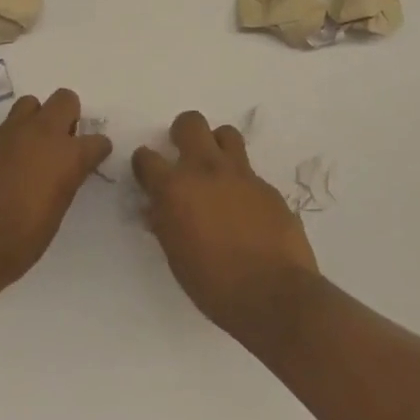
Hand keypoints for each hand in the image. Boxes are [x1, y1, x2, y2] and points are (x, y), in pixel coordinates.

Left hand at [0, 89, 111, 289]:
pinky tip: (3, 166)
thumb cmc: (20, 241)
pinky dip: (10, 140)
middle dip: (68, 116)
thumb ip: (64, 180)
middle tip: (62, 143)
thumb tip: (64, 170)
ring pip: (30, 104)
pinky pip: (4, 128)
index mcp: (66, 156)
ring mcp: (9, 133)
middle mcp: (40, 134)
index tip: (92, 159)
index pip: (97, 140)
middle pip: (65, 99)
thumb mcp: (56, 213)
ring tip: (30, 148)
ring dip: (36, 120)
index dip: (97, 150)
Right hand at [133, 111, 320, 340]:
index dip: (144, 163)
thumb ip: (164, 224)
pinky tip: (244, 206)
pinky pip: (249, 170)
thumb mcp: (176, 258)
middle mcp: (205, 170)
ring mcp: (240, 174)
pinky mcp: (267, 186)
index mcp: (174, 189)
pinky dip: (240, 180)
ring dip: (216, 145)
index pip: (147, 158)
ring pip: (225, 133)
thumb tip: (157, 208)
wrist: (275, 295)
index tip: (147, 174)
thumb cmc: (215, 285)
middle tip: (182, 154)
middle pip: (190, 123)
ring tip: (216, 170)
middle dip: (182, 133)